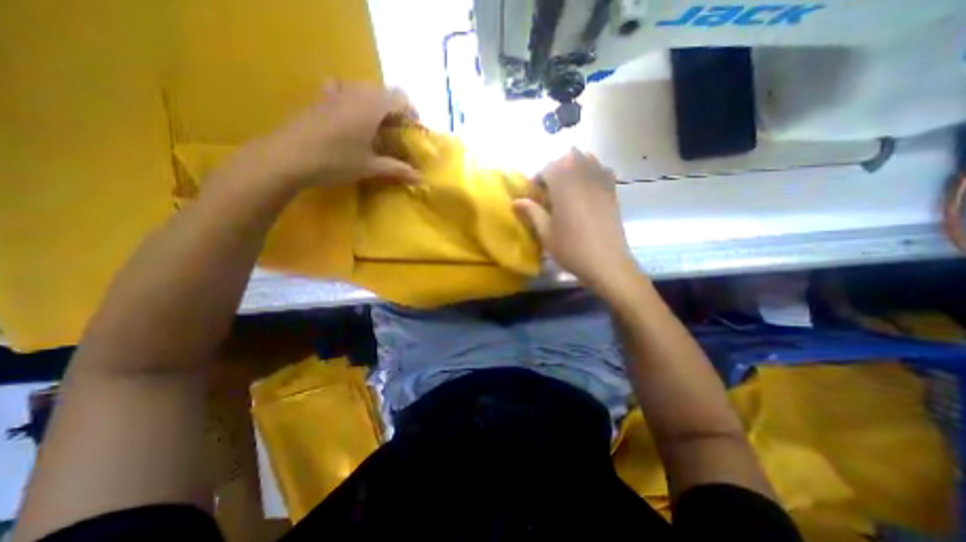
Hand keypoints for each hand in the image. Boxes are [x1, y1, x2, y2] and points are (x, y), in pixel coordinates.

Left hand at [255, 80, 421, 187]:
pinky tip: (348, 116)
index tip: (414, 130)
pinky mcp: (319, 99)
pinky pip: (341, 90)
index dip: (411, 112)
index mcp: (371, 106)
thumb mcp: (370, 167)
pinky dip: (352, 99)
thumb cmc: (335, 161)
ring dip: (375, 105)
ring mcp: (334, 93)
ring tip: (375, 127)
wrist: (288, 157)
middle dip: (395, 110)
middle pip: (383, 92)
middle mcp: (355, 93)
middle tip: (397, 132)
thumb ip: (397, 169)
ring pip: (363, 90)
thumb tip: (420, 178)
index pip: (400, 97)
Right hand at [512, 147, 638, 296]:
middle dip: (556, 169)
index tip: (534, 195)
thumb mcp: (545, 232)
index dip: (538, 179)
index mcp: (564, 183)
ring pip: (586, 159)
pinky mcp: (613, 189)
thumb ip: (531, 212)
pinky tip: (586, 190)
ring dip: (573, 167)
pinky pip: (601, 169)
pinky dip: (591, 172)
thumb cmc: (571, 248)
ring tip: (567, 187)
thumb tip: (515, 201)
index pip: (547, 168)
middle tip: (550, 190)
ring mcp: (601, 180)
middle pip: (568, 157)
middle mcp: (583, 174)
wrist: (606, 262)